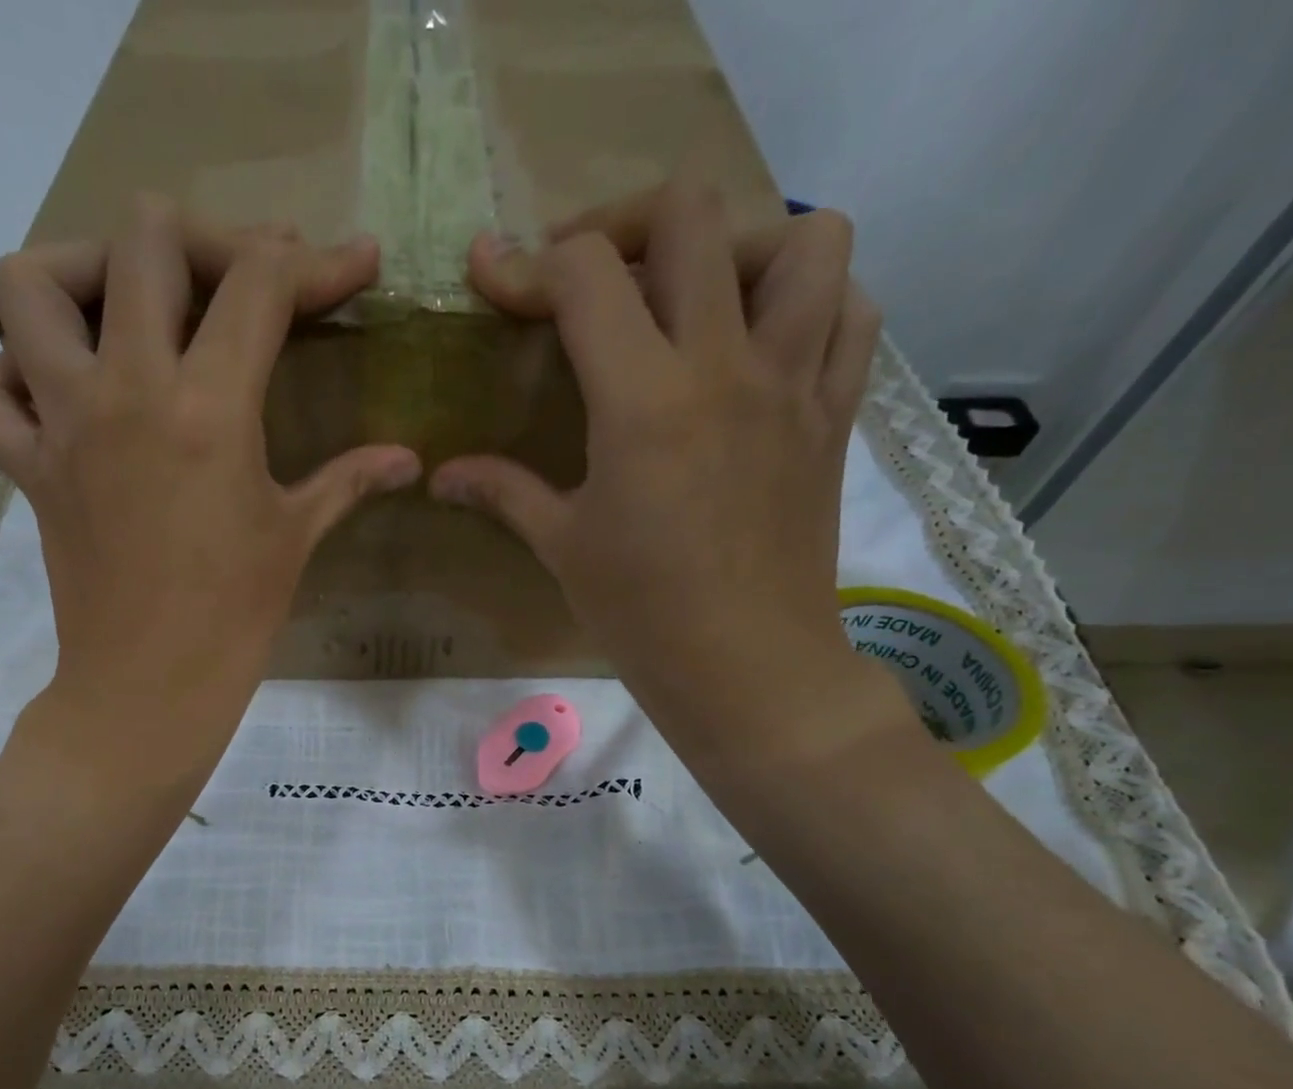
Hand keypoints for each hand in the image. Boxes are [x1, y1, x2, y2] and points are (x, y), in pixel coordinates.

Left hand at [0, 197, 420, 756]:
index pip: (260, 285)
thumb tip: (409, 460)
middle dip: (201, 240)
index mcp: (211, 409)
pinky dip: (6, 375)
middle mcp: (127, 391)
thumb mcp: (296, 537)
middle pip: (143, 238)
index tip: (352, 265)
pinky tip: (54, 393)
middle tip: (230, 284)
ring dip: (78, 272)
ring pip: (29, 284)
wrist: (151, 686)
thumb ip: (350, 480)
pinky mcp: (25, 465)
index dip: (316, 261)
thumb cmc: (235, 617)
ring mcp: (63, 424)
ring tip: (121, 307)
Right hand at [431, 172, 903, 774]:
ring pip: (804, 239)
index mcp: (642, 402)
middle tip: (590, 278)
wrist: (747, 669)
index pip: (585, 274)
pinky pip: (852, 310)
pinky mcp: (833, 412)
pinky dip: (813, 299)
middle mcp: (724, 366)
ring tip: (697, 298)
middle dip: (623, 224)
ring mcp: (792, 382)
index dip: (526, 264)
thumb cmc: (642, 615)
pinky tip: (764, 341)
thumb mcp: (563, 547)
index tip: (492, 277)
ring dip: (741, 246)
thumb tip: (440, 475)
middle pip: (691, 214)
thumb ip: (503, 491)